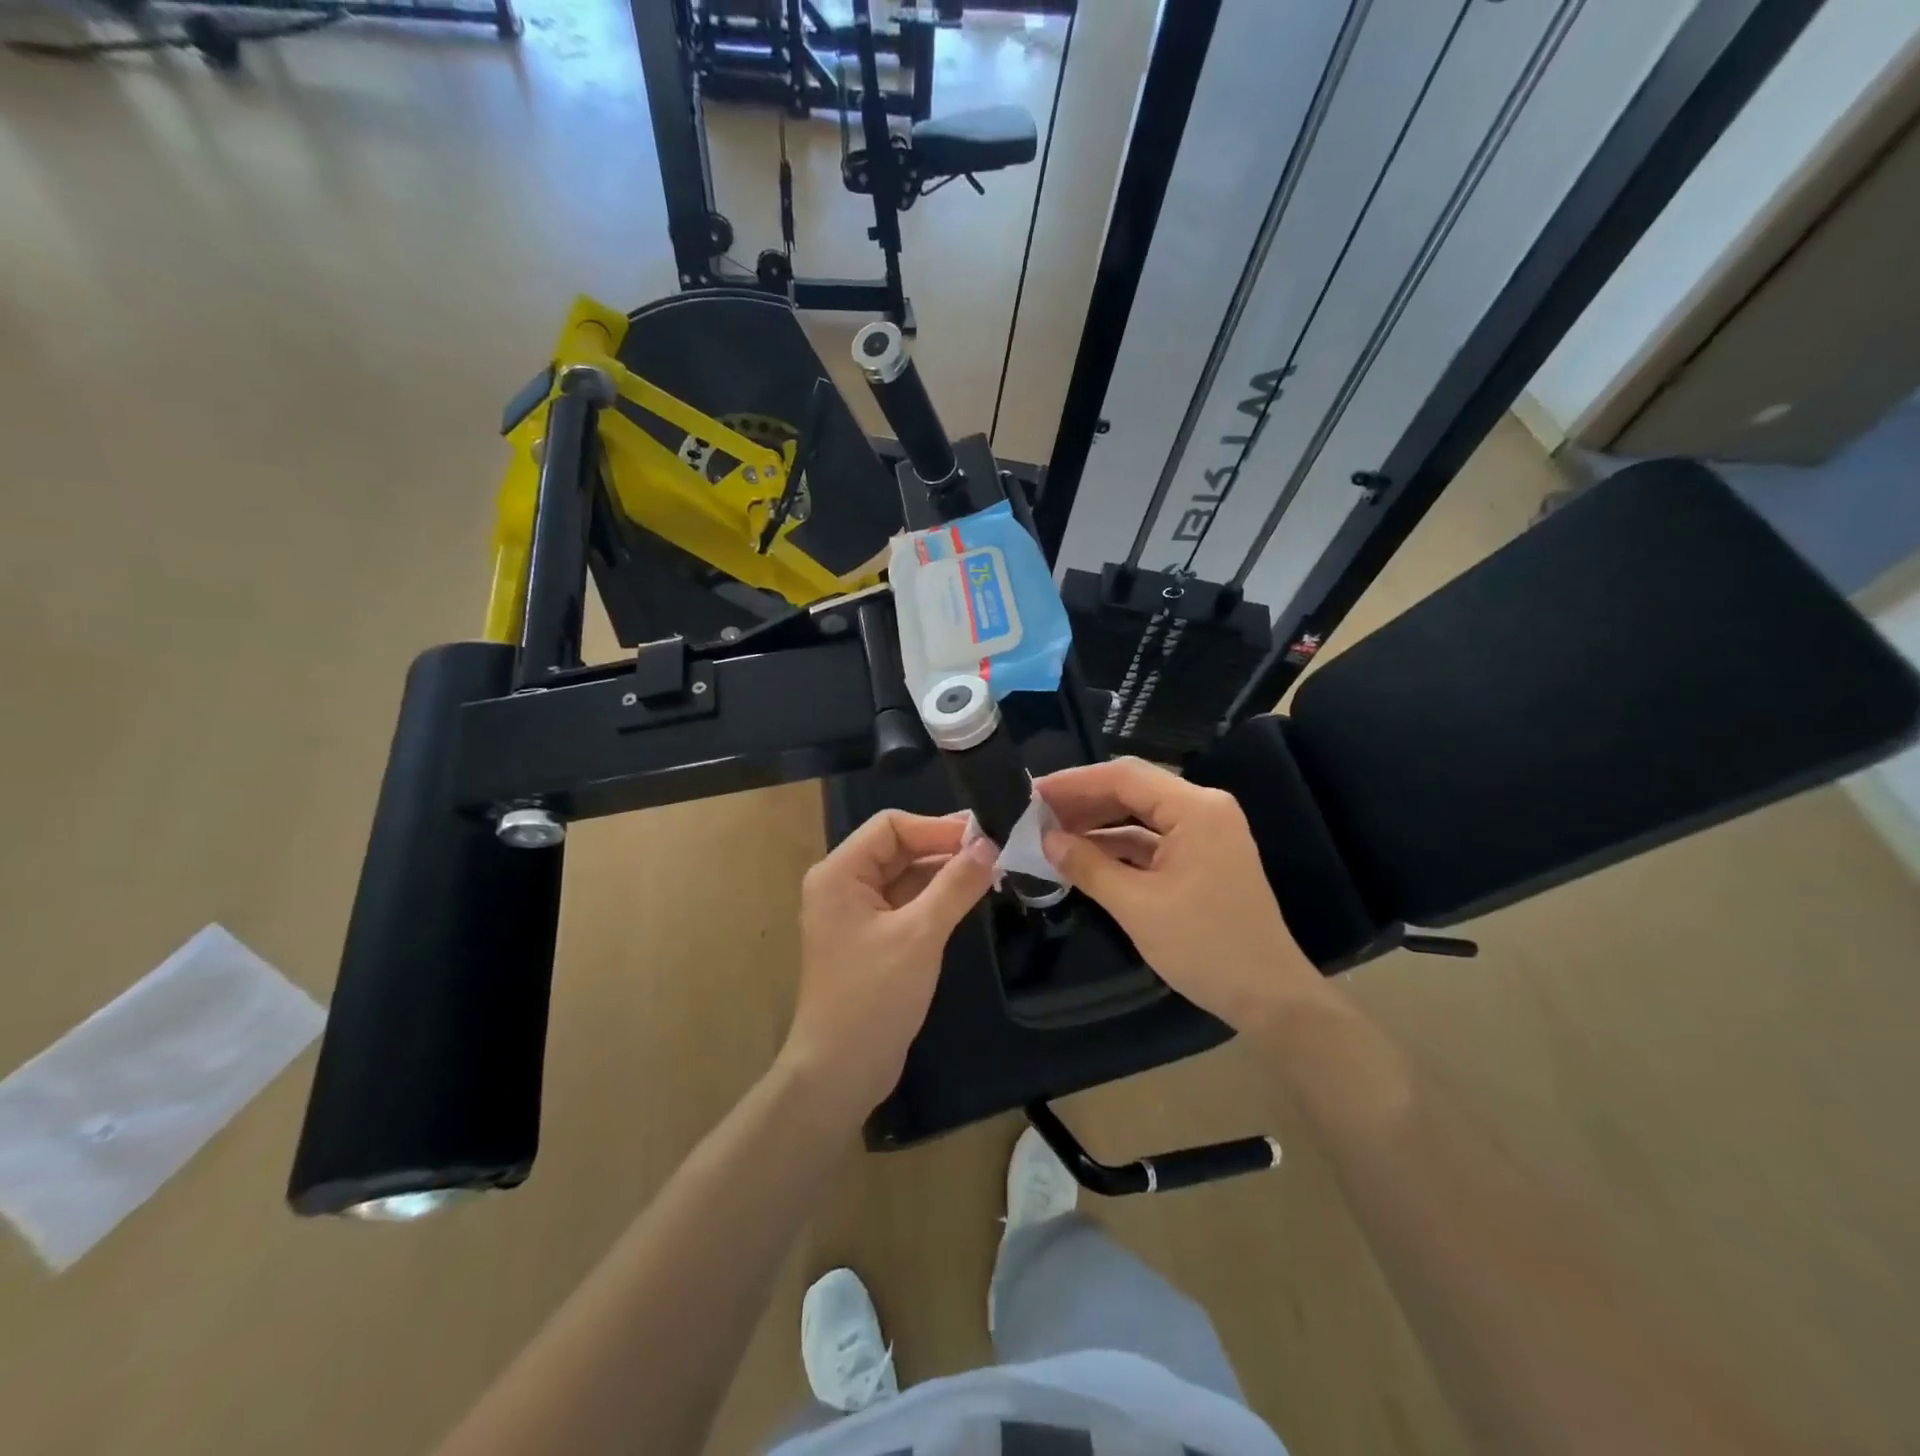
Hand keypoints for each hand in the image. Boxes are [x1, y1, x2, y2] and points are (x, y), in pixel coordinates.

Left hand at [781, 811, 996, 1118]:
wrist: (840, 1072)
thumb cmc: (873, 996)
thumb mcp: (920, 935)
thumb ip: (955, 885)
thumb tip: (990, 844)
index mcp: (840, 873)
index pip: (891, 826)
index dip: (937, 827)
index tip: (984, 836)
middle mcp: (843, 884)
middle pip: (898, 848)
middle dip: (944, 847)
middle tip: (997, 849)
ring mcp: (857, 913)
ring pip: (905, 875)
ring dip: (944, 872)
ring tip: (992, 870)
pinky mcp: (872, 937)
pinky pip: (907, 902)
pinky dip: (936, 897)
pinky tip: (970, 896)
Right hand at [1037, 757, 1322, 1034]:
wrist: (1269, 998)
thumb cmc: (1205, 947)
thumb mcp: (1137, 907)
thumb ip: (1088, 866)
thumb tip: (1046, 840)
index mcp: (1196, 809)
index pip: (1125, 777)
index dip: (1074, 782)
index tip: (1032, 794)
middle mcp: (1203, 809)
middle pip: (1132, 790)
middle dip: (1083, 801)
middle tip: (1035, 814)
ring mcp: (1204, 833)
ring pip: (1139, 815)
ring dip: (1097, 823)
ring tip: (1050, 833)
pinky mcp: (1201, 857)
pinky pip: (1151, 839)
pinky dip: (1117, 846)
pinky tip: (1082, 855)